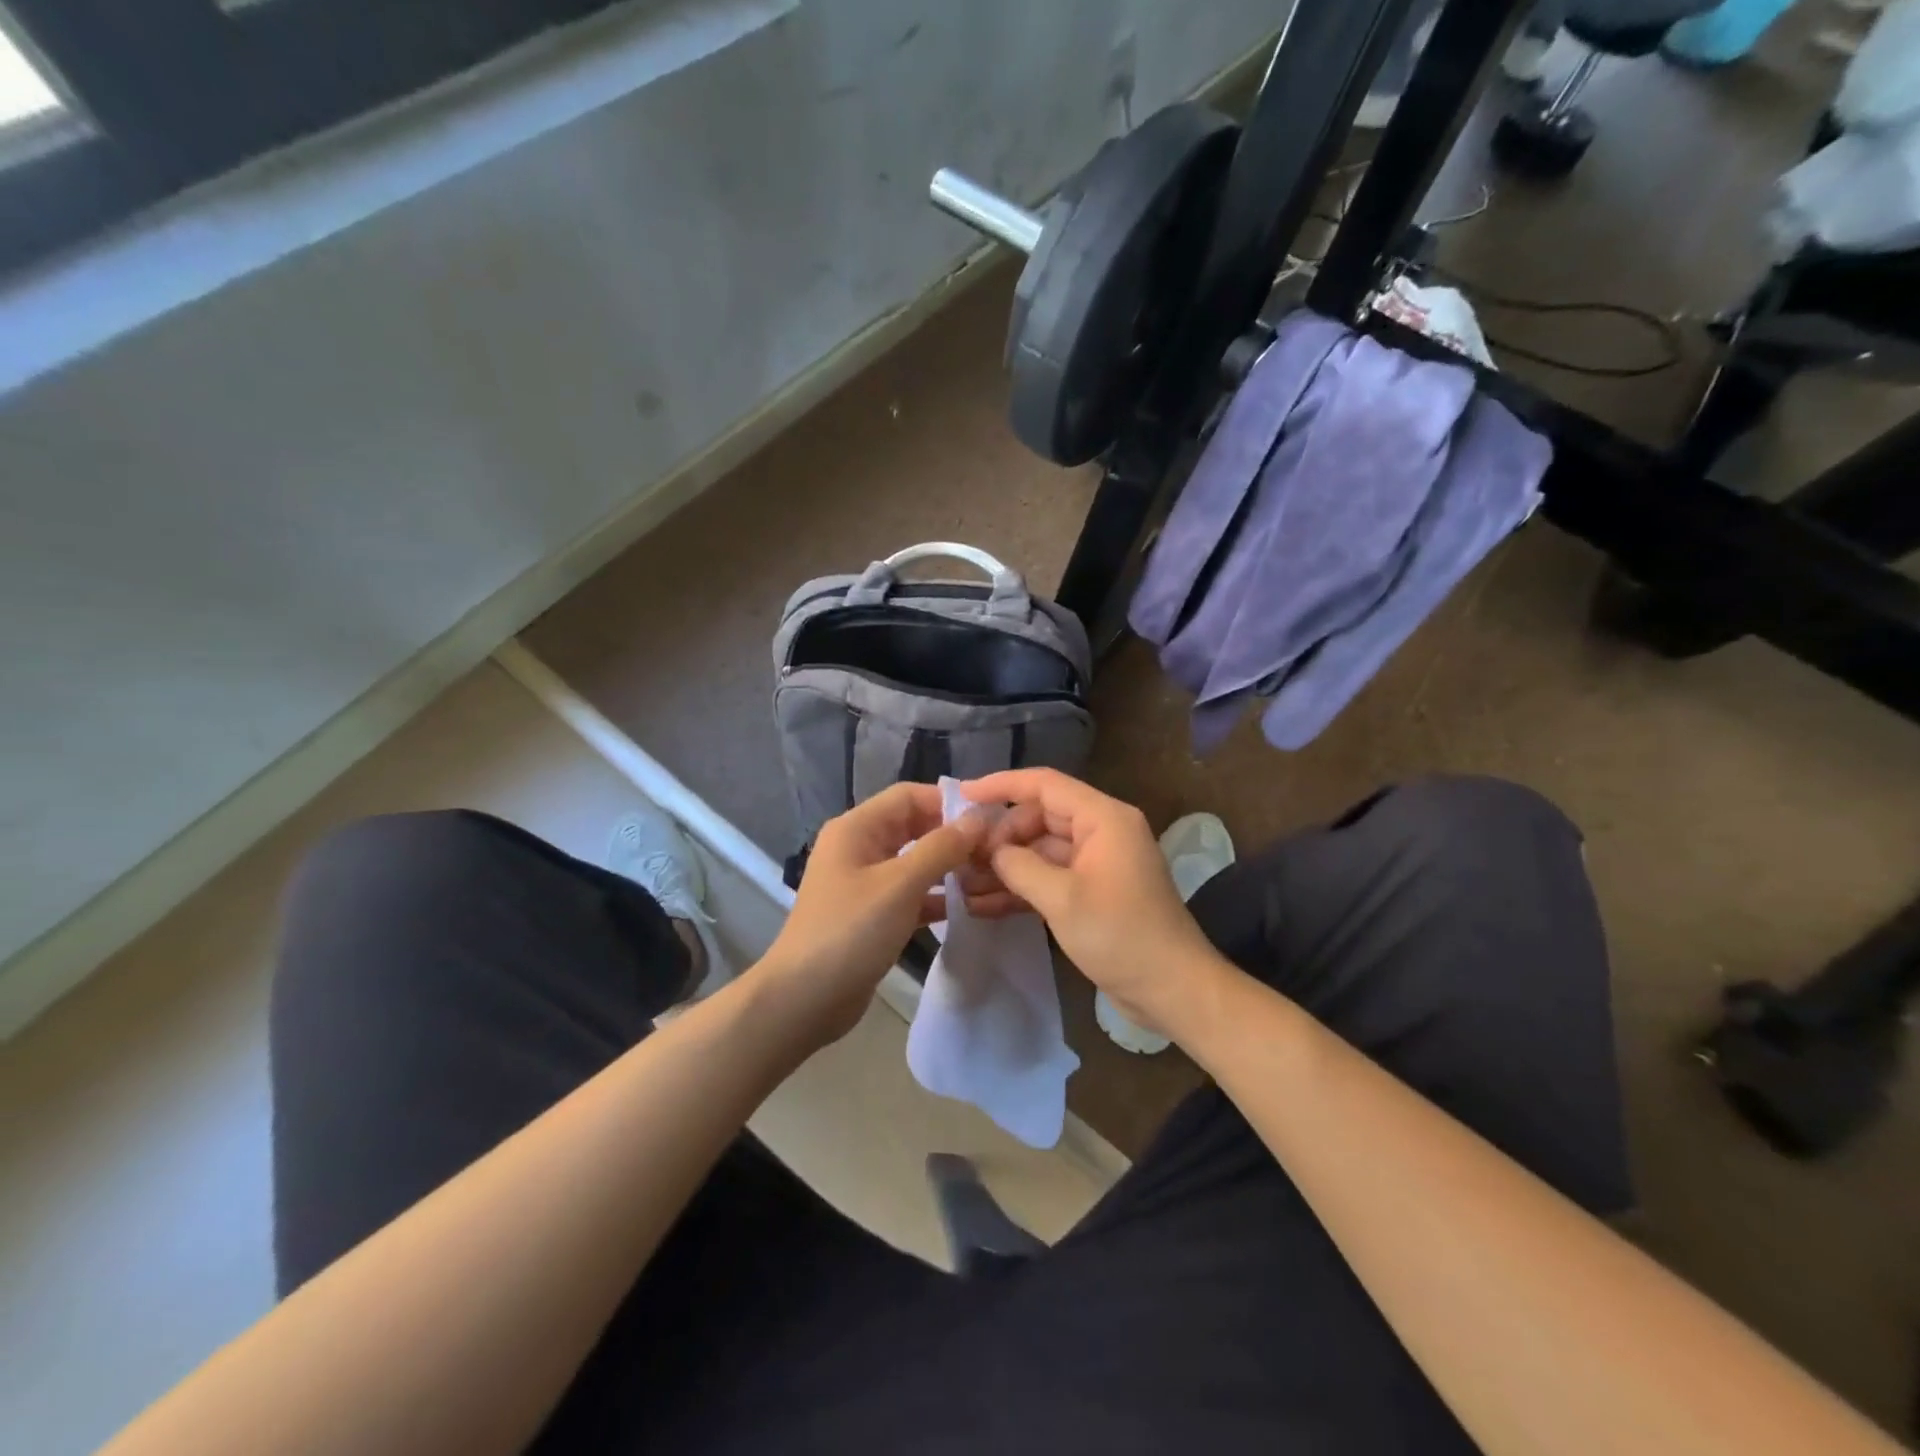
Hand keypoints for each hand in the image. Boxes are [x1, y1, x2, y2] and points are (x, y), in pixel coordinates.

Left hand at [756, 783, 984, 1045]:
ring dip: (949, 867)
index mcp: (857, 828)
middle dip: (953, 836)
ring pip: (916, 862)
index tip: (991, 818)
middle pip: (914, 827)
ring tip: (990, 877)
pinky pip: (912, 894)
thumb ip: (941, 848)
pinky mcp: (874, 915)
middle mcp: (860, 847)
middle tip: (997, 850)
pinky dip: (937, 897)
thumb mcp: (900, 885)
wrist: (804, 999)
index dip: (949, 802)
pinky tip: (969, 907)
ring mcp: (866, 882)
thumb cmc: (850, 931)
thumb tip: (979, 819)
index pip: (909, 796)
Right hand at [961, 768, 1232, 1038]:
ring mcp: (1096, 863)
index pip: (1044, 785)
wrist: (1173, 989)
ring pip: (1040, 850)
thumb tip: (992, 851)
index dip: (1001, 785)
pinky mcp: (1092, 892)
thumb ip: (1020, 866)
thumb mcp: (1062, 899)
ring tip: (964, 886)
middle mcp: (1101, 831)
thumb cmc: (1121, 936)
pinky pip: (1049, 878)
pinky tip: (984, 906)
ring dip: (1005, 867)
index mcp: (1103, 818)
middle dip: (1000, 837)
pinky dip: (1021, 889)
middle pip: (1039, 817)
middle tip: (963, 861)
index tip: (961, 796)